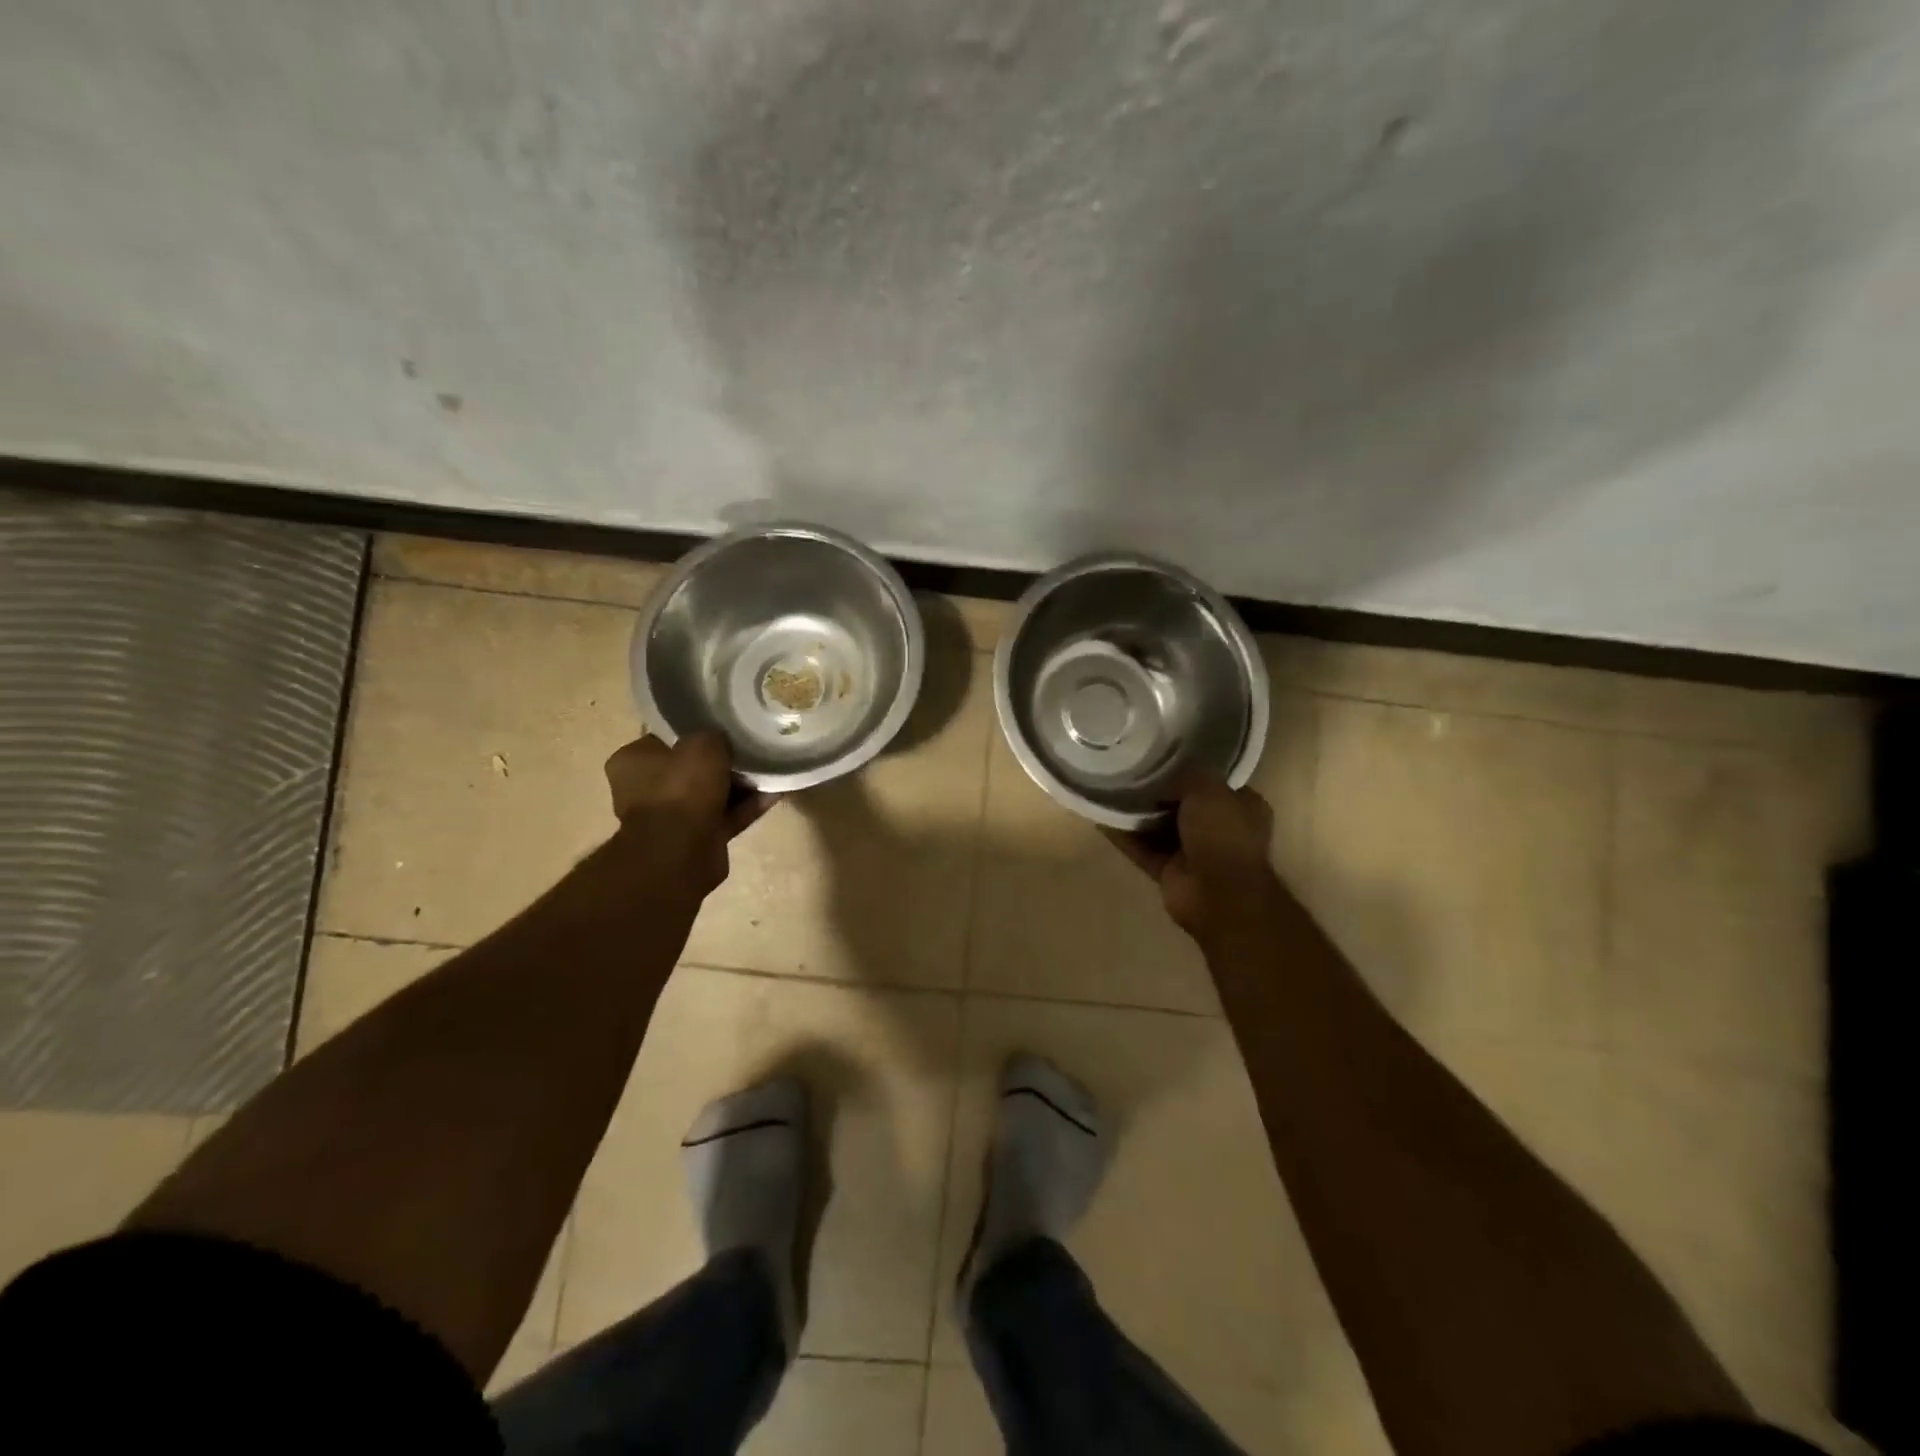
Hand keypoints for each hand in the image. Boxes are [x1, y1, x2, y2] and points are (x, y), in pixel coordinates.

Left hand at [603, 733, 774, 897]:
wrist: (681, 852)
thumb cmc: (681, 788)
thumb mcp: (703, 743)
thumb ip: (715, 736)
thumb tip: (725, 742)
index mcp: (632, 762)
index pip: (665, 738)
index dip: (696, 731)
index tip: (723, 727)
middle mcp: (646, 790)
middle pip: (692, 768)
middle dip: (723, 762)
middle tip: (751, 749)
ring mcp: (671, 818)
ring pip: (712, 793)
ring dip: (740, 785)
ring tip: (771, 769)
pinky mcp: (696, 839)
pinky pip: (727, 816)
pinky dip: (748, 806)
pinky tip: (775, 793)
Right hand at [1105, 780, 1279, 943]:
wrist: (1218, 894)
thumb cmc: (1223, 834)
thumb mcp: (1209, 788)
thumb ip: (1187, 775)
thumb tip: (1164, 771)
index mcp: (1241, 808)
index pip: (1214, 783)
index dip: (1190, 769)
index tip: (1162, 754)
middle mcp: (1220, 830)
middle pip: (1183, 805)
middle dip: (1159, 792)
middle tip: (1130, 770)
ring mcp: (1194, 854)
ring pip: (1160, 828)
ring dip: (1138, 814)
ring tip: (1110, 789)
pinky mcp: (1170, 872)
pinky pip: (1142, 849)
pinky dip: (1124, 837)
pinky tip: (1102, 818)